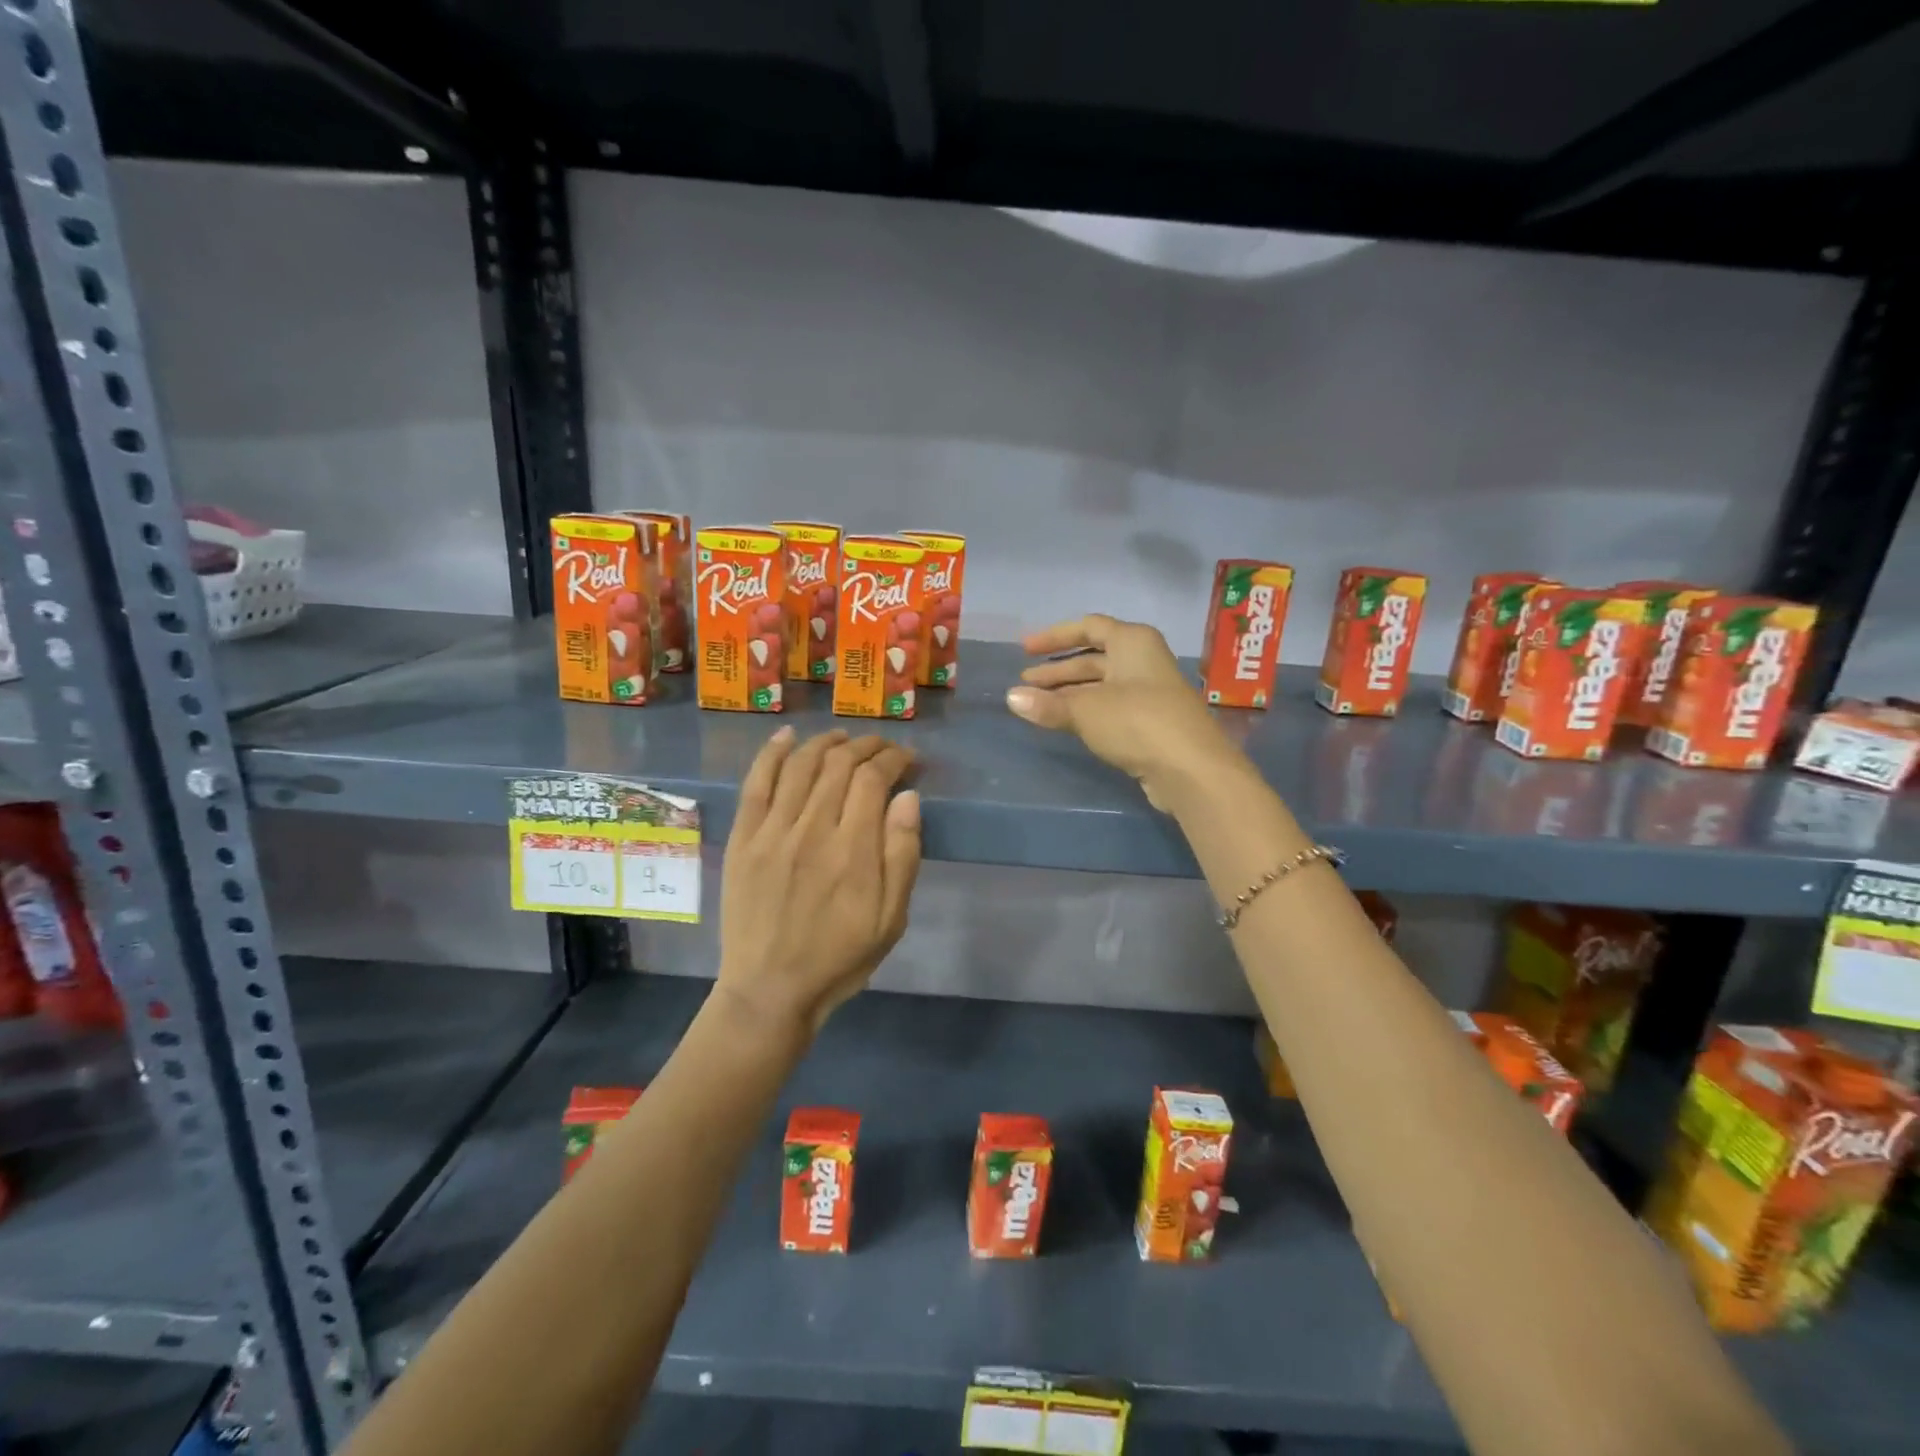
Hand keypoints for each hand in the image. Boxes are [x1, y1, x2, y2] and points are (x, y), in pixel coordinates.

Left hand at [718, 727, 921, 1038]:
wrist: (770, 990)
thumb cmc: (840, 957)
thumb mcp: (891, 919)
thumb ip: (902, 855)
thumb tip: (908, 797)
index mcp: (853, 851)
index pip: (873, 779)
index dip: (893, 759)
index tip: (907, 759)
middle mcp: (812, 830)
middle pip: (839, 765)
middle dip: (865, 746)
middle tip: (881, 747)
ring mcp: (772, 832)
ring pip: (800, 765)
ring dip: (825, 742)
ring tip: (843, 737)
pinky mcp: (744, 839)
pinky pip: (756, 784)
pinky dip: (771, 754)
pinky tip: (786, 736)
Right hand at [1005, 614, 1238, 810]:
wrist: (1191, 769)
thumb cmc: (1137, 722)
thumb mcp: (1085, 710)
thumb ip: (1047, 704)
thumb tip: (1011, 698)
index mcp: (1132, 642)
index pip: (1088, 627)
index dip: (1054, 636)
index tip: (1025, 650)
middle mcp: (1143, 660)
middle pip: (1093, 658)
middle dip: (1057, 670)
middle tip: (1025, 684)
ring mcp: (1150, 692)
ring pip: (1101, 685)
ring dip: (1069, 693)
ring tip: (1036, 705)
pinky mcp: (1151, 722)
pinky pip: (1110, 707)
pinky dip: (1086, 710)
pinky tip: (1064, 723)